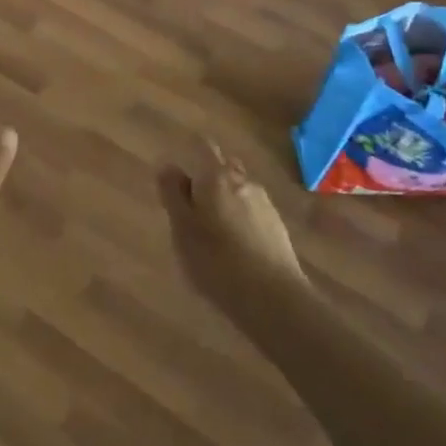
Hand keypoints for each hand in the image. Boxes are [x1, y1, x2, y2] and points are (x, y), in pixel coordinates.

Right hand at [157, 144, 307, 306]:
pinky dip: (241, 220)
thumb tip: (168, 165)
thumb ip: (173, 194)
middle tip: (191, 206)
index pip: (203, 147)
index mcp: (215, 176)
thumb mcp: (182, 229)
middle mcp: (242, 181)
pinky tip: (235, 247)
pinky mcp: (278, 227)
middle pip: (223, 167)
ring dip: (225, 200)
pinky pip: (252, 212)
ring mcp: (264, 203)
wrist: (273, 298)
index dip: (191, 154)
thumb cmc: (216, 261)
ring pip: (239, 190)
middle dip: (208, 178)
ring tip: (212, 231)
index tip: (179, 174)